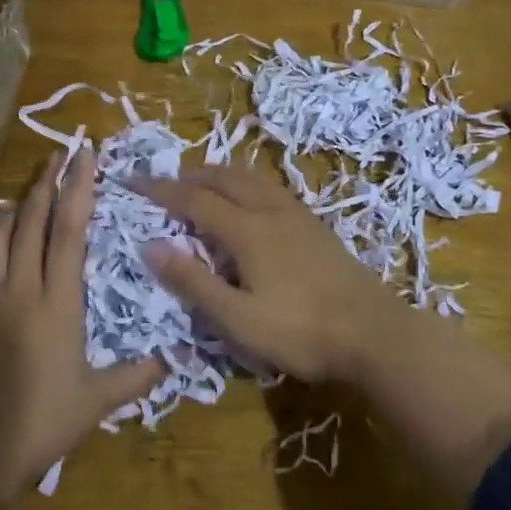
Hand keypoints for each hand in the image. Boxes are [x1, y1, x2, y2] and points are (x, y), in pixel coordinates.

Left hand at [0, 149, 164, 499]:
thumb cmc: (38, 423)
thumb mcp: (94, 402)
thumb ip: (135, 377)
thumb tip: (173, 359)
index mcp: (56, 301)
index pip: (69, 230)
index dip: (77, 188)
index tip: (83, 155)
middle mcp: (18, 287)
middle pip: (30, 219)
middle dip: (46, 183)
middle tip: (57, 155)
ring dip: (14, 207)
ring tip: (28, 194)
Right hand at [134, 165, 408, 384]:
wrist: (376, 334)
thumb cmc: (301, 331)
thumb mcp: (238, 319)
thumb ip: (193, 283)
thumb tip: (150, 246)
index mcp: (247, 230)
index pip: (194, 199)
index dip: (161, 190)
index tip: (134, 183)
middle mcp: (270, 211)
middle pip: (225, 178)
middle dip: (191, 176)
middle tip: (168, 184)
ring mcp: (298, 216)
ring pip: (252, 179)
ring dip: (221, 175)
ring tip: (204, 185)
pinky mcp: (317, 227)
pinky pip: (271, 189)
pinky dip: (246, 185)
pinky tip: (252, 205)